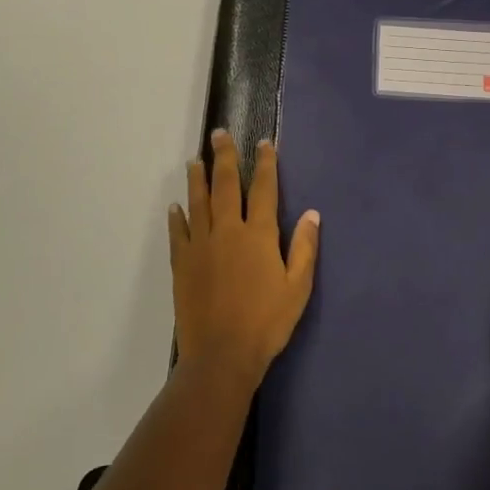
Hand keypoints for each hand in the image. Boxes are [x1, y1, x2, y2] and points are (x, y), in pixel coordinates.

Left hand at [169, 131, 320, 385]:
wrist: (221, 356)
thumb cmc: (267, 322)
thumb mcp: (298, 287)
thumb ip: (304, 248)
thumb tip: (313, 214)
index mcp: (259, 235)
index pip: (263, 189)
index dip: (265, 164)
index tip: (264, 143)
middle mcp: (228, 231)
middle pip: (226, 185)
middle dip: (225, 157)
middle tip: (219, 134)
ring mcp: (201, 246)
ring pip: (198, 202)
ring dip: (198, 178)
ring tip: (196, 160)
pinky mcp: (182, 264)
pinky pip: (179, 232)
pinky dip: (178, 216)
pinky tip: (176, 206)